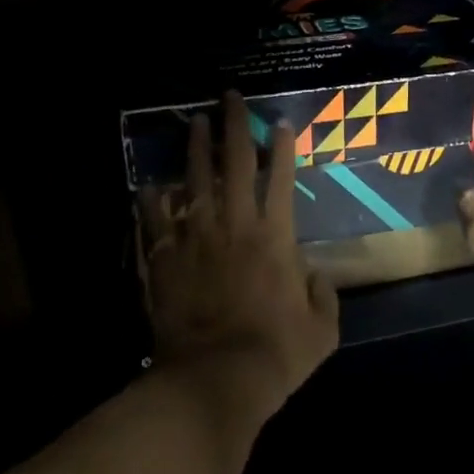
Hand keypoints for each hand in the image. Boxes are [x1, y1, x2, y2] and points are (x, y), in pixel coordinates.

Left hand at [139, 91, 339, 426]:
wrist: (215, 377)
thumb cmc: (275, 354)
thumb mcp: (322, 331)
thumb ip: (324, 296)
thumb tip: (317, 275)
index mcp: (275, 237)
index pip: (281, 179)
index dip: (282, 148)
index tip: (280, 122)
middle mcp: (234, 225)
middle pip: (235, 164)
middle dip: (234, 125)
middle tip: (228, 96)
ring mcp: (195, 238)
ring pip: (195, 180)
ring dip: (195, 148)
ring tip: (192, 122)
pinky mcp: (166, 258)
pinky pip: (156, 220)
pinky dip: (152, 201)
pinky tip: (149, 185)